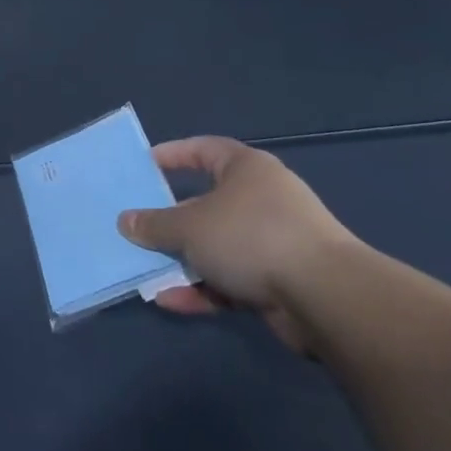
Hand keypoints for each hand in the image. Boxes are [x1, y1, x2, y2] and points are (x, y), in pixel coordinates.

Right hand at [117, 136, 360, 353]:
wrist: (325, 296)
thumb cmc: (251, 237)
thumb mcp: (189, 226)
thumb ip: (154, 224)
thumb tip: (126, 221)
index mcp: (247, 169)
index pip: (204, 149)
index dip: (173, 155)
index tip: (144, 166)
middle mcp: (262, 200)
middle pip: (206, 204)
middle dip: (171, 220)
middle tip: (139, 227)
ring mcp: (273, 242)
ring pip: (216, 247)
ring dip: (183, 260)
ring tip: (146, 271)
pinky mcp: (280, 281)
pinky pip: (230, 280)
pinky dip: (202, 289)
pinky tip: (171, 301)